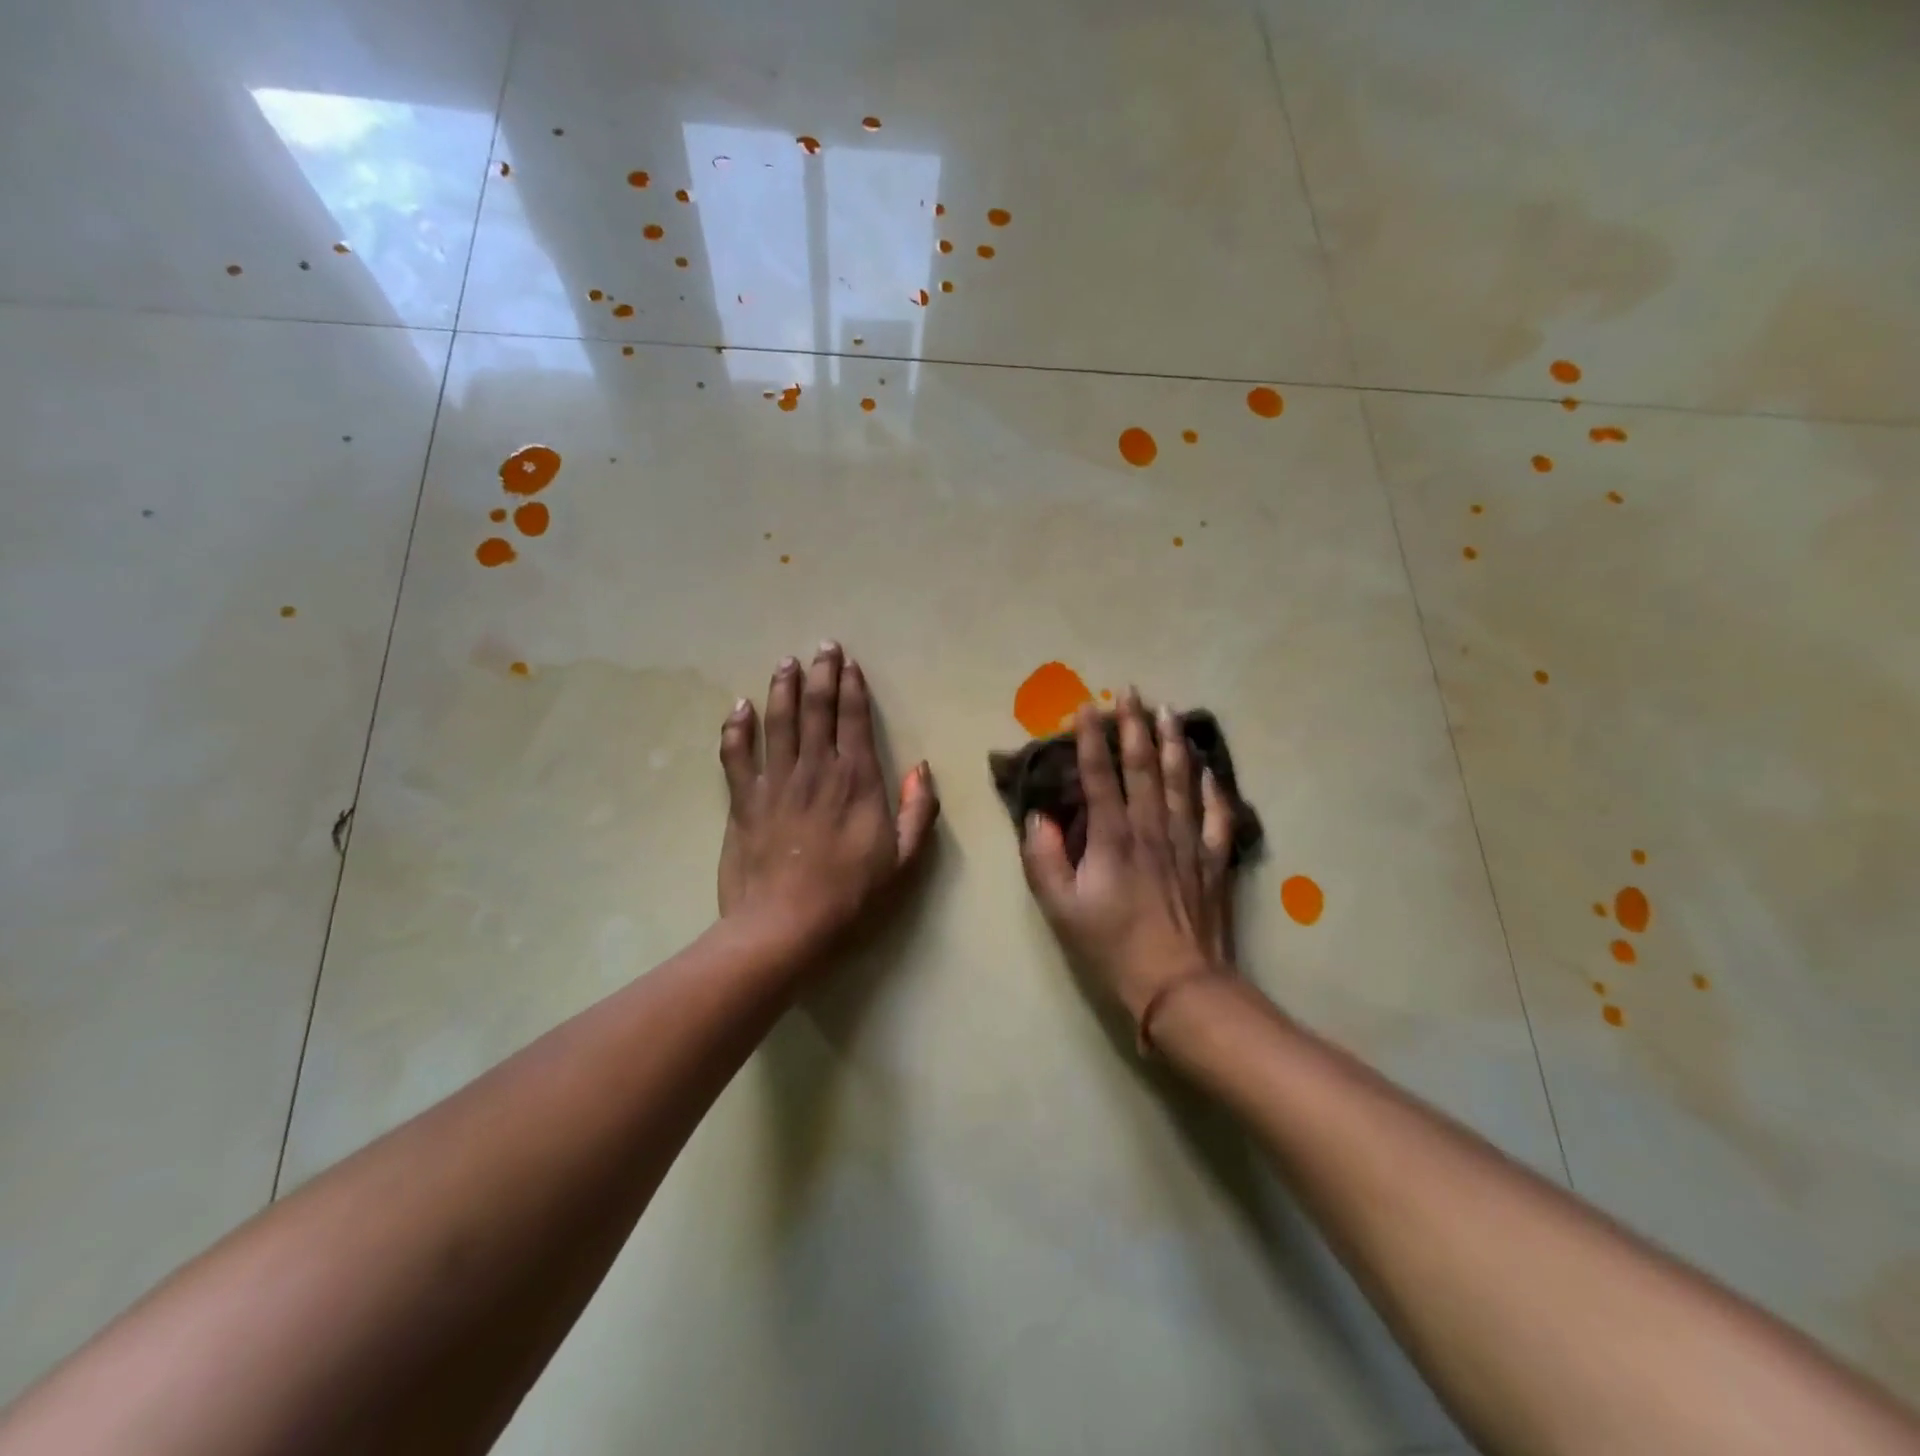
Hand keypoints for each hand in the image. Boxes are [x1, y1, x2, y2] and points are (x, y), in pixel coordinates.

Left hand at [717, 643, 938, 965]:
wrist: (784, 926)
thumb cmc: (850, 896)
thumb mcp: (904, 860)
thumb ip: (919, 811)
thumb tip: (920, 768)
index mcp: (857, 780)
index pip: (855, 720)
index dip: (852, 687)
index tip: (849, 663)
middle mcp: (816, 769)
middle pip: (817, 709)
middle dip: (820, 673)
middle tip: (821, 647)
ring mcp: (776, 782)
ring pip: (778, 721)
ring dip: (782, 688)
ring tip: (785, 662)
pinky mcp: (743, 800)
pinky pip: (736, 755)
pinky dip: (736, 728)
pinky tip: (739, 708)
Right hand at [1020, 691, 1236, 1045]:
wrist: (1179, 985)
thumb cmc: (1112, 948)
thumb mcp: (1060, 909)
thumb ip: (1043, 859)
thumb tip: (1037, 817)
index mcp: (1112, 837)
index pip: (1099, 776)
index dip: (1090, 740)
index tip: (1085, 707)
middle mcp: (1152, 828)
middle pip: (1143, 766)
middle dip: (1134, 726)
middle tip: (1130, 692)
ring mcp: (1188, 841)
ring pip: (1181, 780)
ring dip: (1173, 743)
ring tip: (1169, 712)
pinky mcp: (1214, 859)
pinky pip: (1218, 814)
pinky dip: (1213, 788)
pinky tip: (1209, 769)